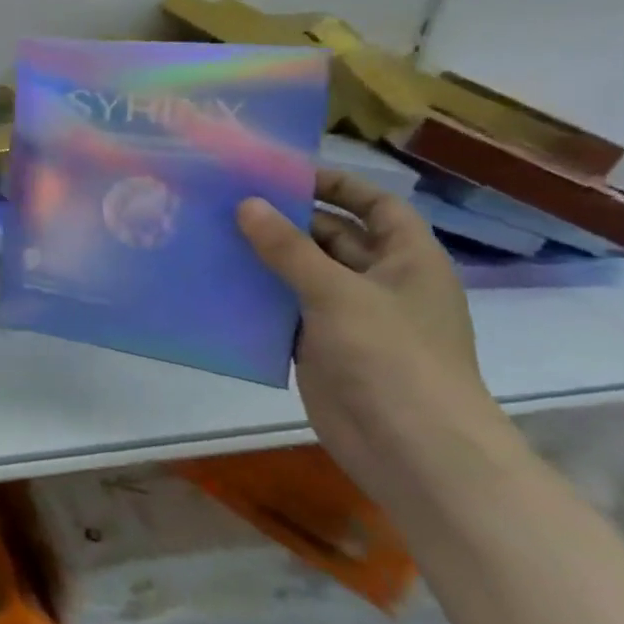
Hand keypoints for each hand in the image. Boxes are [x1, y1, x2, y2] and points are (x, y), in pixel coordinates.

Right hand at [237, 169, 511, 505]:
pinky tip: (217, 282)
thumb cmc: (391, 357)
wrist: (411, 449)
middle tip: (229, 202)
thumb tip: (246, 203)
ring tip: (212, 234)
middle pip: (332, 237)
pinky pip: (284, 310)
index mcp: (407, 261)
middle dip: (287, 221)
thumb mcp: (337, 292)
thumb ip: (288, 248)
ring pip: (302, 275)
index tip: (285, 174)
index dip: (339, 186)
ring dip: (265, 258)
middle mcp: (379, 283)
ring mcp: (348, 317)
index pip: (378, 207)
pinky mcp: (319, 347)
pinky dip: (257, 297)